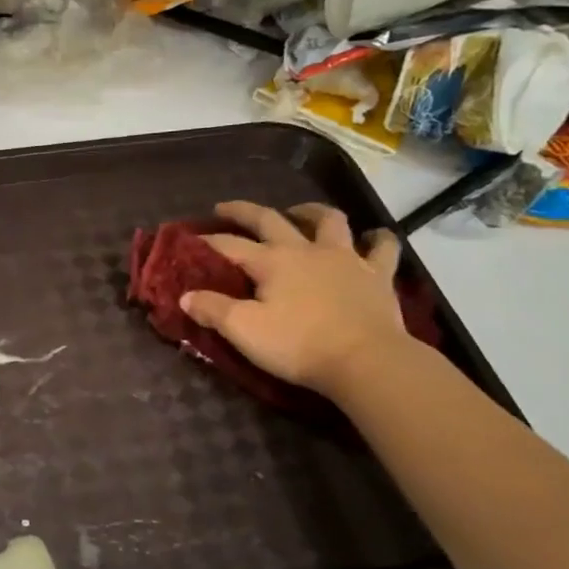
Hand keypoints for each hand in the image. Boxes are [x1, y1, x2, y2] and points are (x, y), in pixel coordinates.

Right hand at [182, 201, 409, 395]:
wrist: (366, 360)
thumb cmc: (298, 345)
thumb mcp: (244, 330)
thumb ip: (213, 310)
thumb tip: (186, 295)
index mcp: (272, 262)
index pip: (230, 245)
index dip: (208, 241)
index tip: (190, 239)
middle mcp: (306, 250)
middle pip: (271, 220)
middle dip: (245, 212)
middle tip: (227, 208)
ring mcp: (346, 258)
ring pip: (328, 221)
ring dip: (310, 212)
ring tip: (299, 212)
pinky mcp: (377, 275)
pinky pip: (382, 248)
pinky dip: (375, 239)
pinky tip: (371, 238)